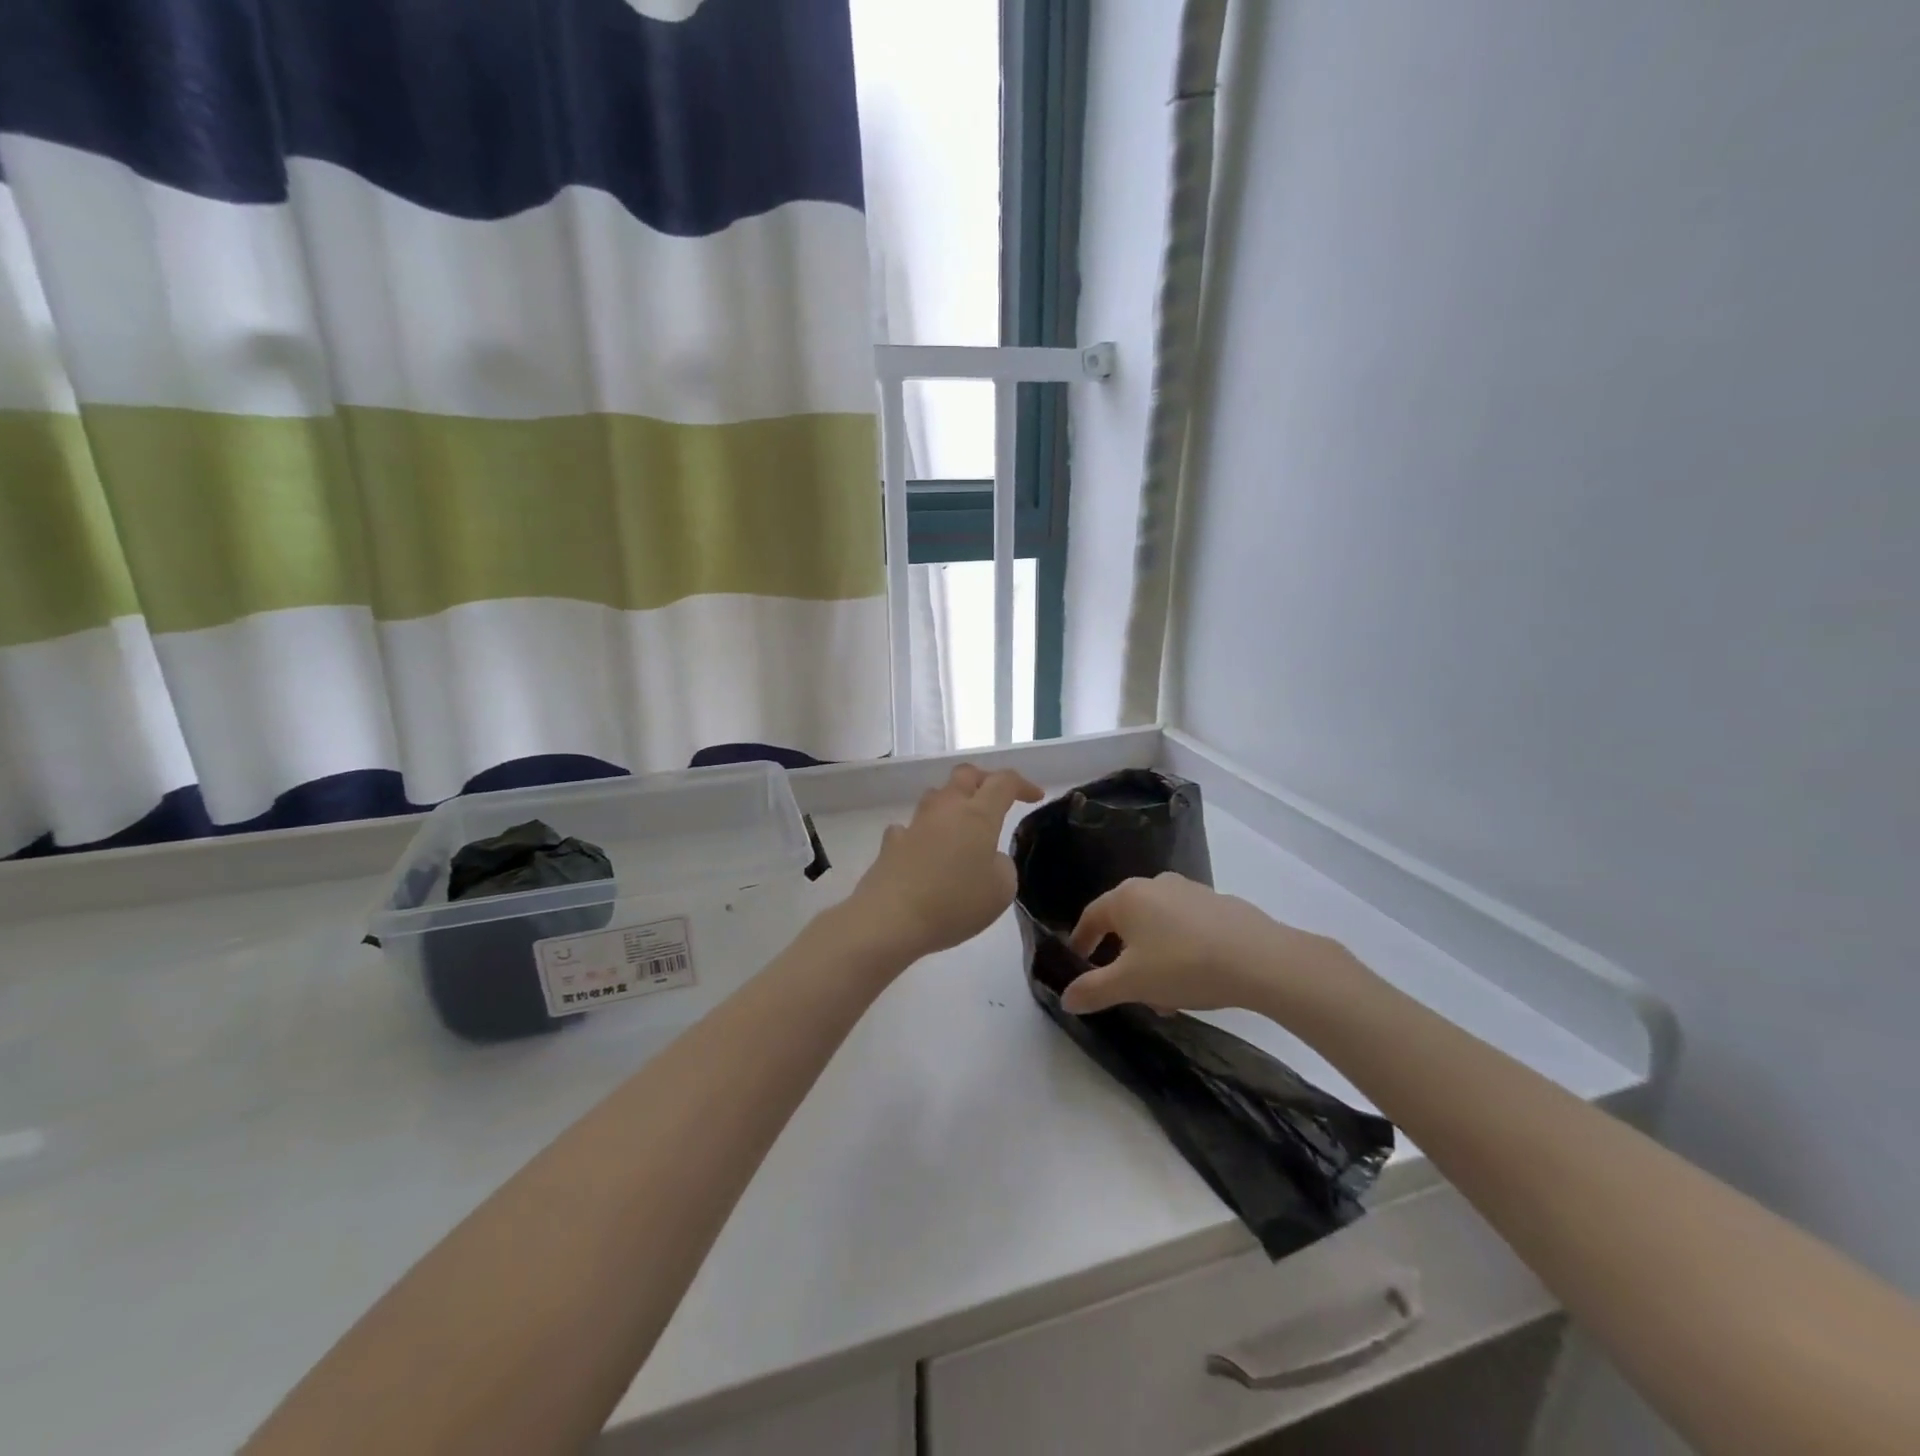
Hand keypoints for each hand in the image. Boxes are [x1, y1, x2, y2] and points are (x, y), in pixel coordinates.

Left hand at [849, 764, 1043, 960]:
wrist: (890, 918)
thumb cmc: (954, 903)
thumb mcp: (1001, 891)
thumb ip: (1003, 866)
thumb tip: (989, 858)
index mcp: (978, 815)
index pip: (1003, 782)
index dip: (1022, 784)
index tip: (1035, 797)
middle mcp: (946, 809)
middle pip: (965, 775)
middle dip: (984, 780)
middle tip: (996, 798)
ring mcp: (915, 824)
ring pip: (936, 796)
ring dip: (953, 803)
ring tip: (962, 825)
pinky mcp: (892, 843)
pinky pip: (911, 827)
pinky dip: (923, 833)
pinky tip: (925, 850)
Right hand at [1059, 872, 1355, 1015]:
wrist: (1260, 959)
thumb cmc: (1183, 965)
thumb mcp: (1131, 984)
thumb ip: (1094, 990)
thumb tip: (1065, 998)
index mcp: (1126, 898)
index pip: (1091, 916)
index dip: (1082, 941)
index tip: (1079, 963)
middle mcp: (1154, 884)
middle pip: (1126, 921)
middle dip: (1122, 955)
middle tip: (1125, 987)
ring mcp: (1189, 890)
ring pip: (1158, 925)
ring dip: (1152, 956)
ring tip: (1164, 995)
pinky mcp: (1219, 902)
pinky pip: (1186, 925)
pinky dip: (1180, 948)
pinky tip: (1195, 978)